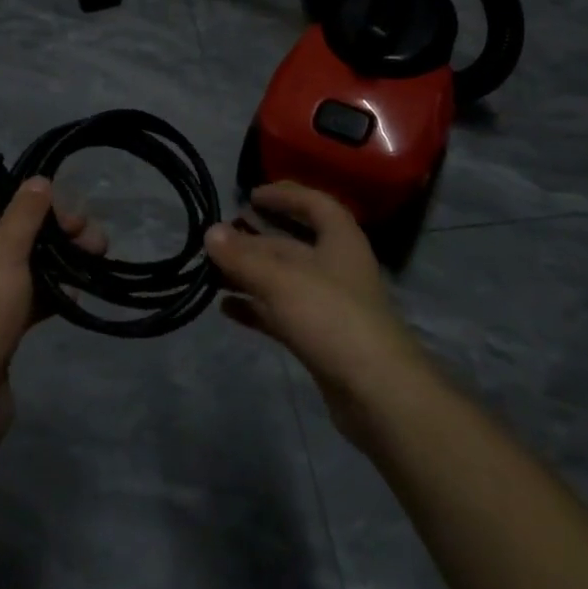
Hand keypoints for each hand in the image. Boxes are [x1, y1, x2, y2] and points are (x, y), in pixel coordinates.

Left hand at [0, 180, 104, 441]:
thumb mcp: (3, 255)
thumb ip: (23, 214)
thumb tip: (38, 180)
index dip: (26, 196)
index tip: (65, 203)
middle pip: (5, 232)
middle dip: (50, 232)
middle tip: (91, 235)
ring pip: (16, 266)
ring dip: (54, 261)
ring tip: (96, 259)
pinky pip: (17, 299)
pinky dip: (44, 293)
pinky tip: (75, 295)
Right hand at [205, 182, 434, 450]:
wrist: (377, 393)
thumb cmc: (332, 318)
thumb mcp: (282, 281)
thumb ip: (244, 257)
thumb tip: (210, 231)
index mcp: (340, 240)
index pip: (314, 204)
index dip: (285, 195)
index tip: (251, 195)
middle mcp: (336, 267)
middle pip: (292, 245)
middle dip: (255, 240)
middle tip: (217, 239)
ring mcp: (329, 305)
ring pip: (283, 281)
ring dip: (250, 275)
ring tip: (212, 273)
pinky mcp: (320, 339)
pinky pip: (281, 314)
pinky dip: (256, 308)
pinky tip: (226, 308)